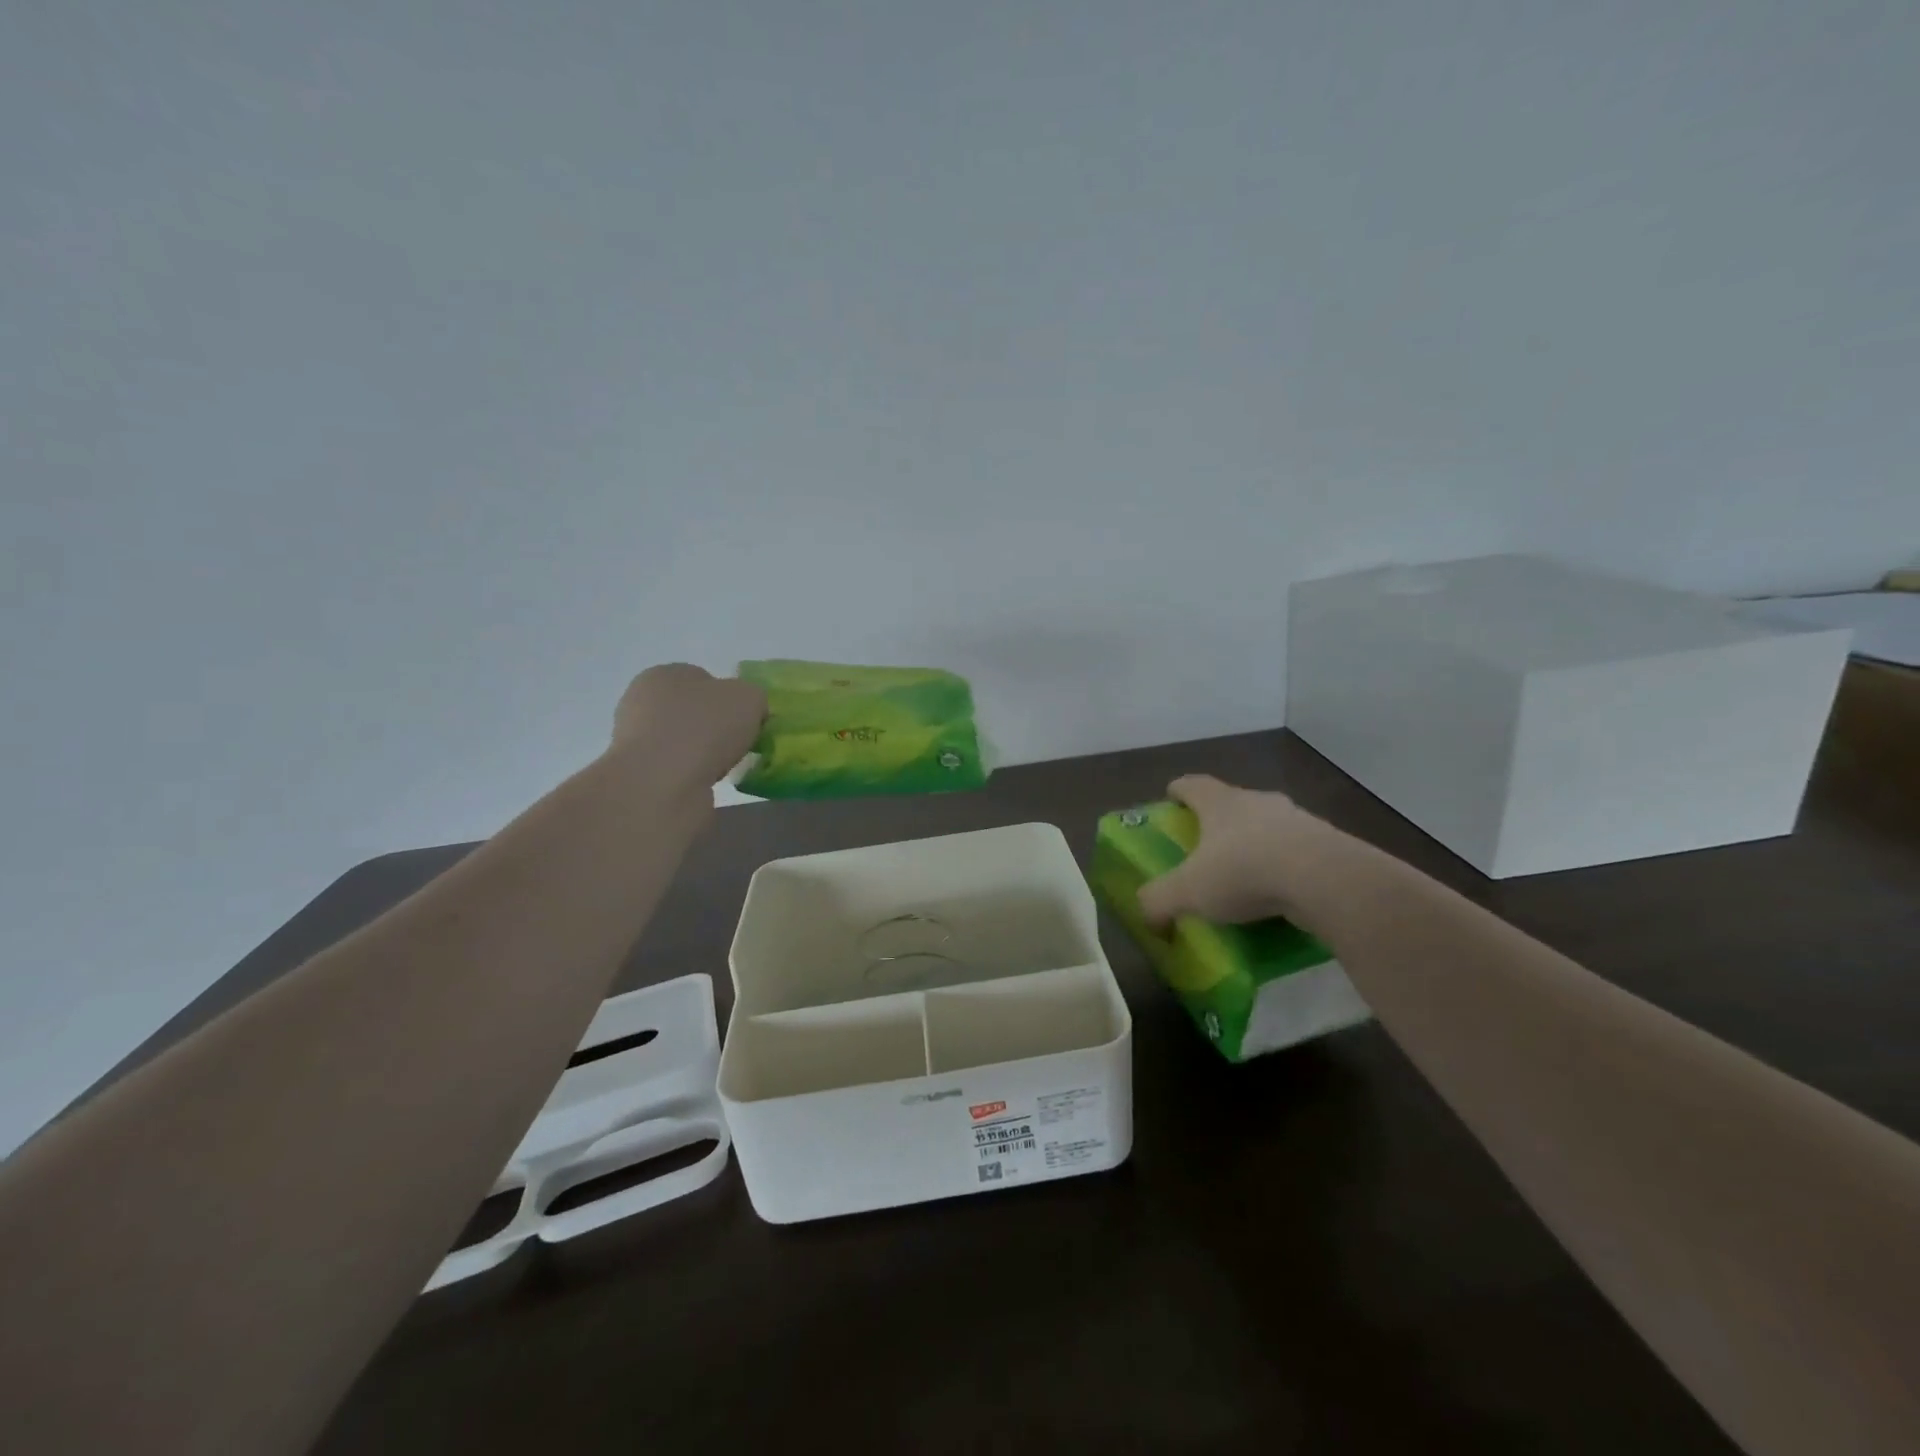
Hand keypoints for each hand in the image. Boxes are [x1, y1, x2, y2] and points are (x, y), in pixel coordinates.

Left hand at [610, 664, 766, 788]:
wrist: (662, 784)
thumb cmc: (704, 728)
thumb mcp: (749, 698)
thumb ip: (753, 697)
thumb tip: (749, 710)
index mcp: (663, 674)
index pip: (702, 680)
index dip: (729, 699)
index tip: (746, 720)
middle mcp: (641, 702)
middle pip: (691, 711)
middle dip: (715, 728)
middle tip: (738, 744)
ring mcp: (634, 740)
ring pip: (682, 742)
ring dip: (703, 753)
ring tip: (723, 768)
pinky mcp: (637, 774)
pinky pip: (675, 769)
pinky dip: (691, 775)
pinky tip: (704, 783)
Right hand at [1136, 774, 1357, 937]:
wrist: (1326, 880)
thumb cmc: (1244, 871)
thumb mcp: (1187, 891)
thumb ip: (1159, 900)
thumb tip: (1147, 915)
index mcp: (1219, 802)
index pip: (1192, 784)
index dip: (1178, 790)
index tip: (1171, 798)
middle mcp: (1257, 801)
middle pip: (1231, 803)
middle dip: (1218, 821)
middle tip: (1206, 846)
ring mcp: (1297, 819)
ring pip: (1268, 826)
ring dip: (1256, 844)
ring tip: (1246, 876)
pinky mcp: (1327, 844)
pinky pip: (1297, 852)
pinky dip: (1285, 867)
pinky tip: (1280, 895)